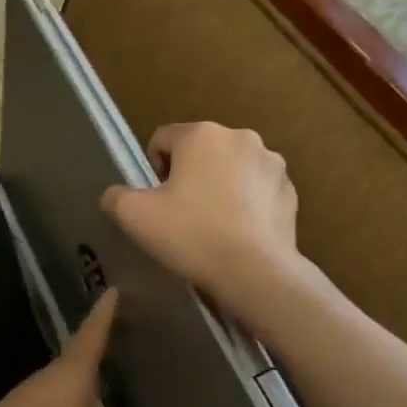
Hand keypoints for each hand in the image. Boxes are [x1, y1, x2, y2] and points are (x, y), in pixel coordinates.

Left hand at [0, 289, 150, 406]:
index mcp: (73, 371)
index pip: (94, 332)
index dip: (106, 312)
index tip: (113, 288)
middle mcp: (51, 377)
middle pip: (79, 355)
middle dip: (100, 346)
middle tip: (121, 336)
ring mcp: (29, 399)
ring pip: (64, 384)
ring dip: (83, 383)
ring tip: (105, 384)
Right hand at [101, 122, 301, 306]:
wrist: (255, 271)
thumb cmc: (192, 234)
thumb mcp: (134, 216)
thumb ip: (116, 197)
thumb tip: (115, 195)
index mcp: (202, 134)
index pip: (162, 139)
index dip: (152, 169)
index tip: (157, 201)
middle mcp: (241, 137)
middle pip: (200, 152)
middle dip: (188, 176)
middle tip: (182, 214)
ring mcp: (272, 164)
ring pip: (231, 170)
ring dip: (219, 187)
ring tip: (213, 225)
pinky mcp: (290, 191)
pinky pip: (257, 191)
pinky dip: (246, 204)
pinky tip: (238, 233)